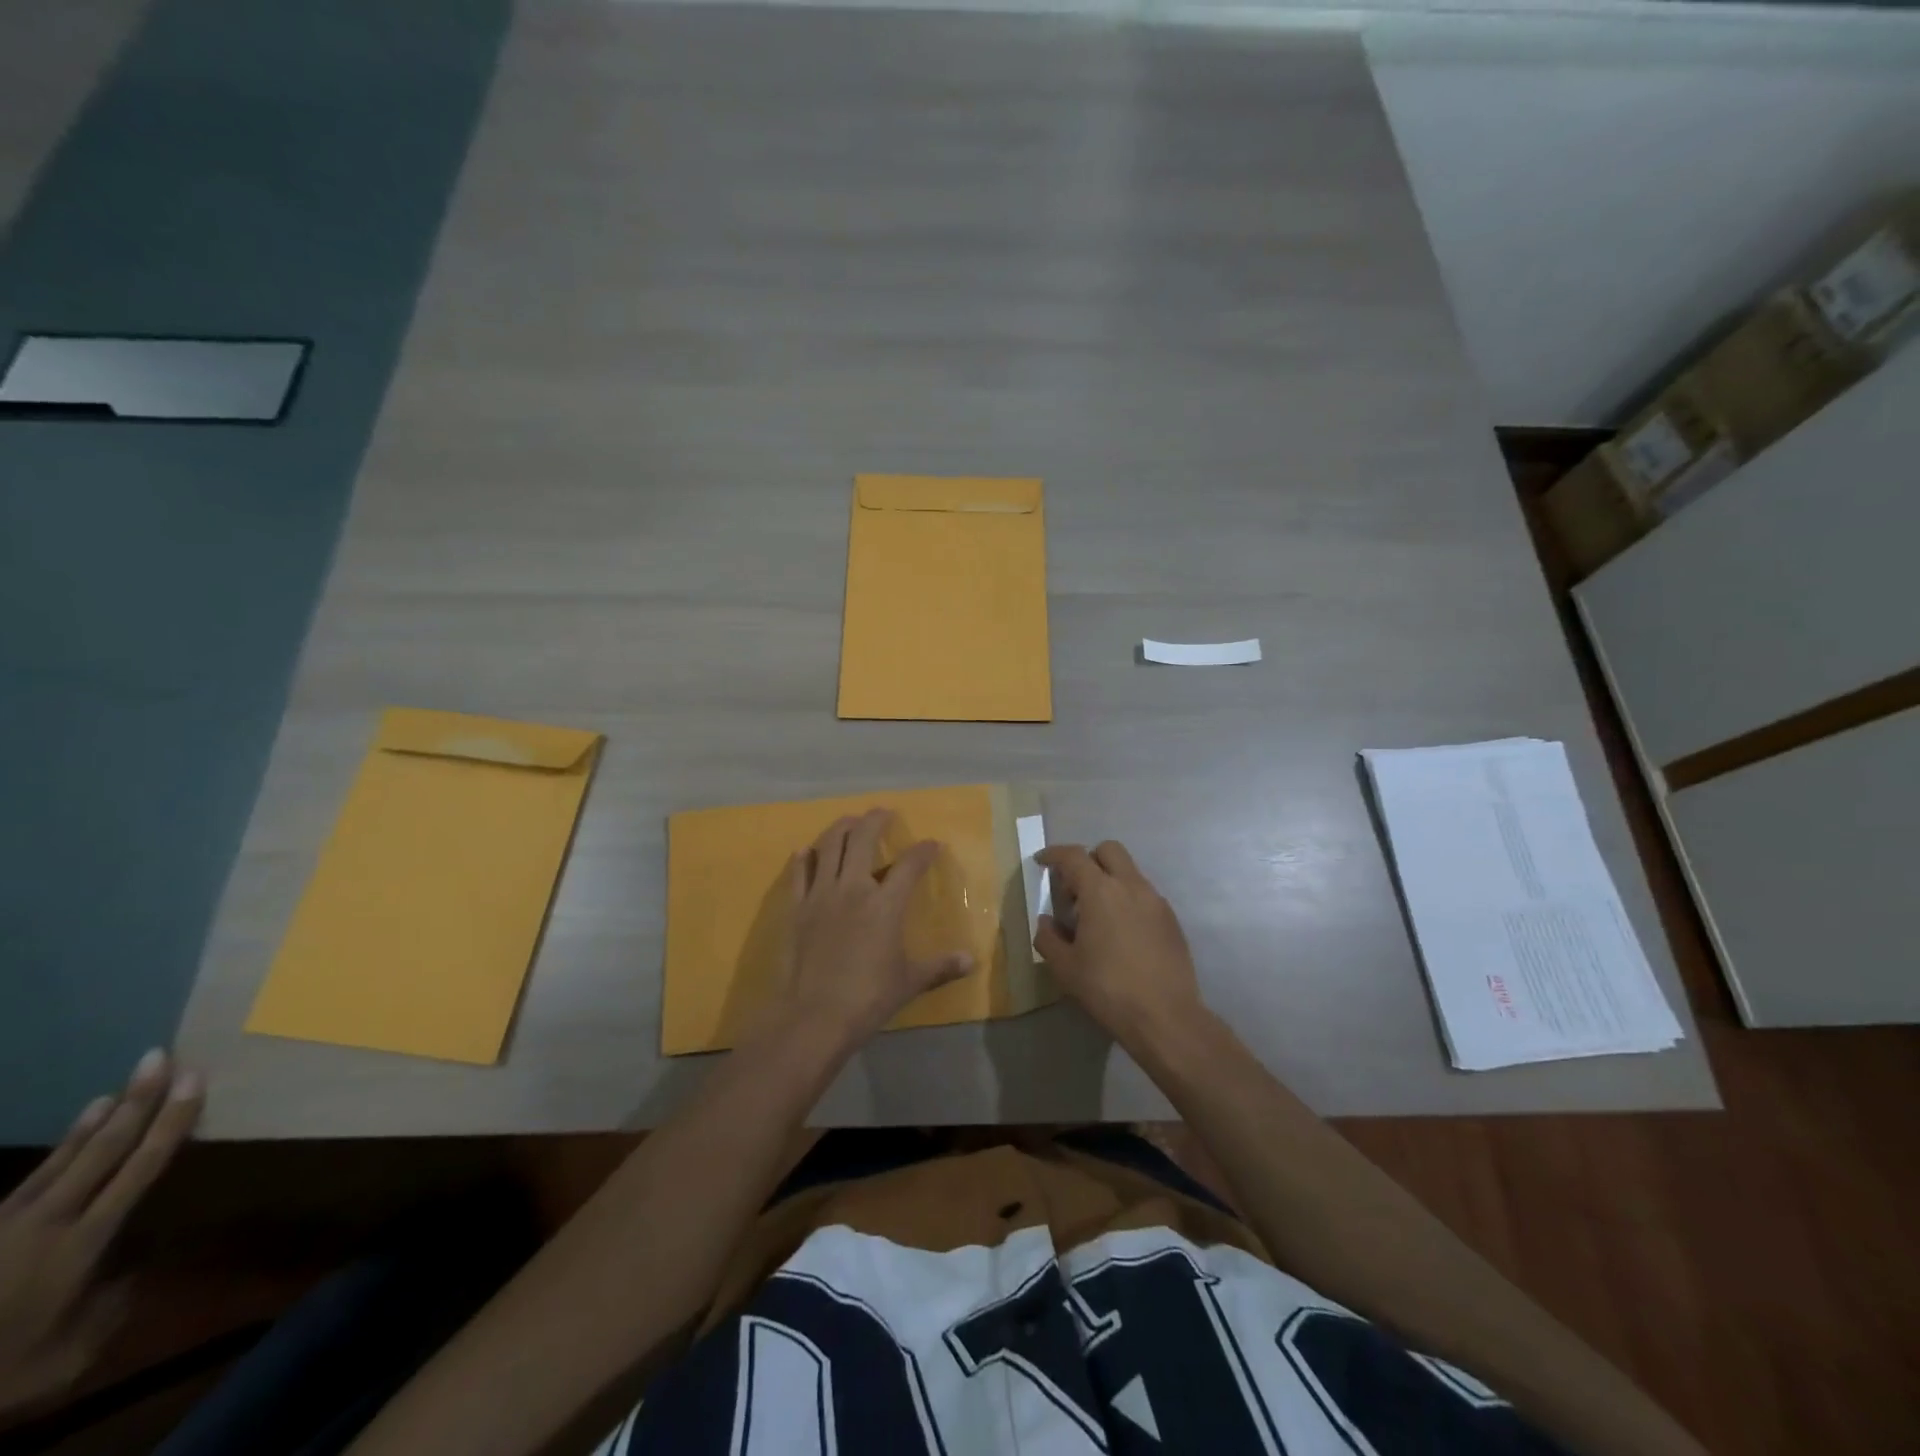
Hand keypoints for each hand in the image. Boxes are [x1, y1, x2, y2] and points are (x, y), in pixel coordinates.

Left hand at [0, 1050, 202, 1417]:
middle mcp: (49, 1221)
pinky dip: (66, 1142)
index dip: (171, 1122)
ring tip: (127, 1082)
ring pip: (67, 1156)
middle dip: (139, 1101)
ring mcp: (9, 1223)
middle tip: (161, 1057)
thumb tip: (136, 1265)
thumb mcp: (67, 1355)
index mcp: (80, 1245)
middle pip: (104, 1149)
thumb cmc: (0, 1374)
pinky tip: (83, 1123)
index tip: (195, 1081)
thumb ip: (109, 1303)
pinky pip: (37, 1174)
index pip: (140, 1168)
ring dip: (103, 1117)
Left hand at [772, 810, 972, 1049]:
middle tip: (883, 813)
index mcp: (885, 904)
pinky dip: (804, 859)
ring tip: (849, 821)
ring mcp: (820, 895)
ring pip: (828, 847)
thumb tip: (972, 961)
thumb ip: (941, 967)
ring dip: (840, 828)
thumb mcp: (910, 982)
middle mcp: (853, 888)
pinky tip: (806, 852)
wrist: (814, 1016)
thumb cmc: (868, 998)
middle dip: (875, 820)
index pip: (910, 865)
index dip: (923, 850)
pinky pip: (798, 874)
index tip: (931, 843)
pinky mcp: (796, 909)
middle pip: (862, 839)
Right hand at [1034, 841, 1206, 1047]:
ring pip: (1129, 872)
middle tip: (1074, 890)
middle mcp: (1131, 886)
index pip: (1073, 856)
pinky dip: (1127, 900)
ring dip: (1109, 881)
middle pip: (1108, 850)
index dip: (1053, 854)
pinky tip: (1121, 934)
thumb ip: (1048, 937)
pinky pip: (1144, 895)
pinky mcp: (1171, 920)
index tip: (1041, 862)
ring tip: (1097, 918)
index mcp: (1101, 891)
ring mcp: (1156, 901)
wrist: (1165, 1016)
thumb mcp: (1065, 967)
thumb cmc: (1108, 988)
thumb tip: (1045, 921)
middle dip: (1087, 860)